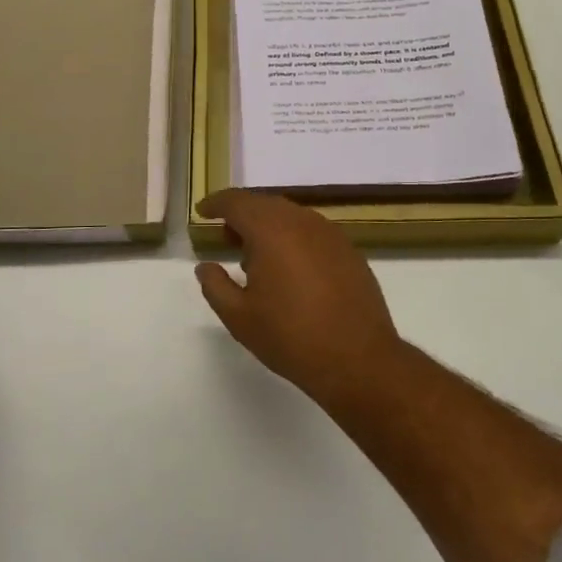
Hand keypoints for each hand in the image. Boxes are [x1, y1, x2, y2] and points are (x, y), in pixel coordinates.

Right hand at [193, 189, 404, 402]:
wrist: (358, 359)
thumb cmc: (290, 337)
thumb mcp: (239, 317)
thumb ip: (215, 286)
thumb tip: (206, 267)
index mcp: (271, 230)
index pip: (237, 202)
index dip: (216, 204)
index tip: (203, 212)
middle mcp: (302, 222)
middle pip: (265, 204)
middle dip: (242, 215)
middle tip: (226, 238)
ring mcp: (330, 234)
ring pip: (291, 216)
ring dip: (269, 227)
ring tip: (256, 258)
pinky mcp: (349, 251)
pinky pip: (312, 232)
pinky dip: (293, 238)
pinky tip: (290, 269)